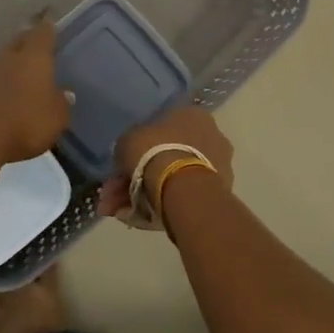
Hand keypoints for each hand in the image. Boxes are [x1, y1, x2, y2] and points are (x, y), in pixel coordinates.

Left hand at [0, 14, 70, 162]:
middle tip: (38, 43)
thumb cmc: (26, 121)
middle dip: (28, 40)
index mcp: (34, 56)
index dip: (48, 27)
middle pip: (19, 41)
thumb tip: (65, 93)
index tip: (51, 22)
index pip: (43, 33)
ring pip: (4, 59)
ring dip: (13, 62)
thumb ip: (62, 103)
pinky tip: (8, 92)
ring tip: (24, 70)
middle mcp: (10, 57)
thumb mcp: (57, 117)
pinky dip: (2, 82)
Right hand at [99, 107, 234, 219]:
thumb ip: (129, 145)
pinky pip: (183, 196)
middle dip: (137, 177)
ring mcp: (218, 166)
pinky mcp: (219, 193)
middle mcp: (211, 135)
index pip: (163, 128)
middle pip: (167, 157)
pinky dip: (161, 205)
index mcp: (192, 114)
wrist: (183, 189)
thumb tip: (128, 156)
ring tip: (121, 212)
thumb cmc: (154, 152)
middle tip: (114, 195)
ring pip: (173, 179)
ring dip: (144, 195)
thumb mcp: (127, 140)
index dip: (138, 148)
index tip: (121, 166)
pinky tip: (138, 218)